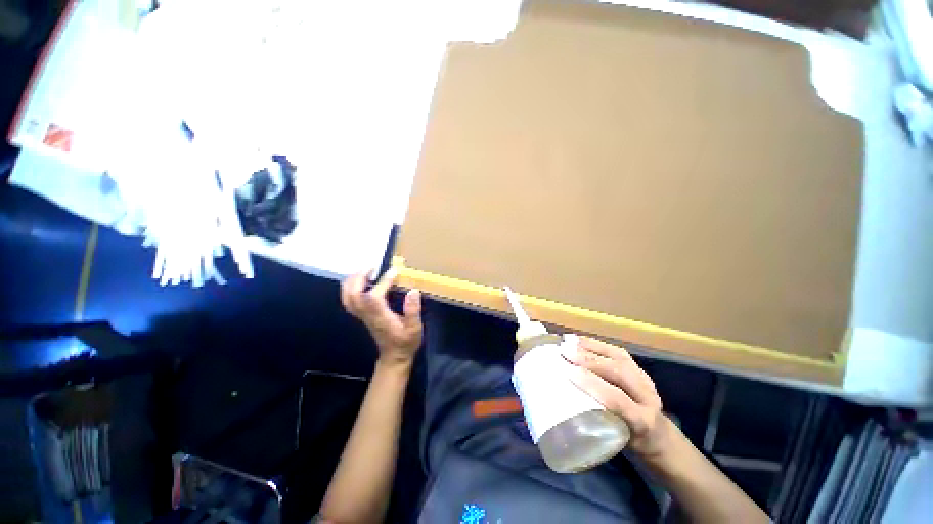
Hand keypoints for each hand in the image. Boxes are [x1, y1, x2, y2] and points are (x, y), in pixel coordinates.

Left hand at [341, 268, 422, 365]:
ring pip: (348, 297)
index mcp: (381, 317)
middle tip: (373, 266)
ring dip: (353, 281)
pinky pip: (349, 300)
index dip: (382, 282)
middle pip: (353, 295)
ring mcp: (362, 316)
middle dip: (360, 277)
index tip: (394, 271)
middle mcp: (368, 315)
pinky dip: (350, 287)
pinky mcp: (362, 315)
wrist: (394, 356)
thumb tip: (413, 290)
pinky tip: (361, 281)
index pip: (374, 296)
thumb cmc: (406, 342)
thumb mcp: (415, 328)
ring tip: (365, 270)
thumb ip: (413, 310)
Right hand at [562, 337, 670, 457]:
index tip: (568, 372)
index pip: (616, 399)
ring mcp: (644, 379)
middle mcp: (647, 397)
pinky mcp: (639, 368)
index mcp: (641, 421)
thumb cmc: (629, 442)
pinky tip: (581, 340)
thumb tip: (566, 401)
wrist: (659, 437)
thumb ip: (596, 422)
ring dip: (590, 347)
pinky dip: (597, 344)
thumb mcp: (614, 441)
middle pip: (618, 372)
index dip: (591, 383)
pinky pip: (618, 352)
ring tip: (569, 341)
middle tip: (564, 352)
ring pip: (619, 357)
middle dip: (588, 360)